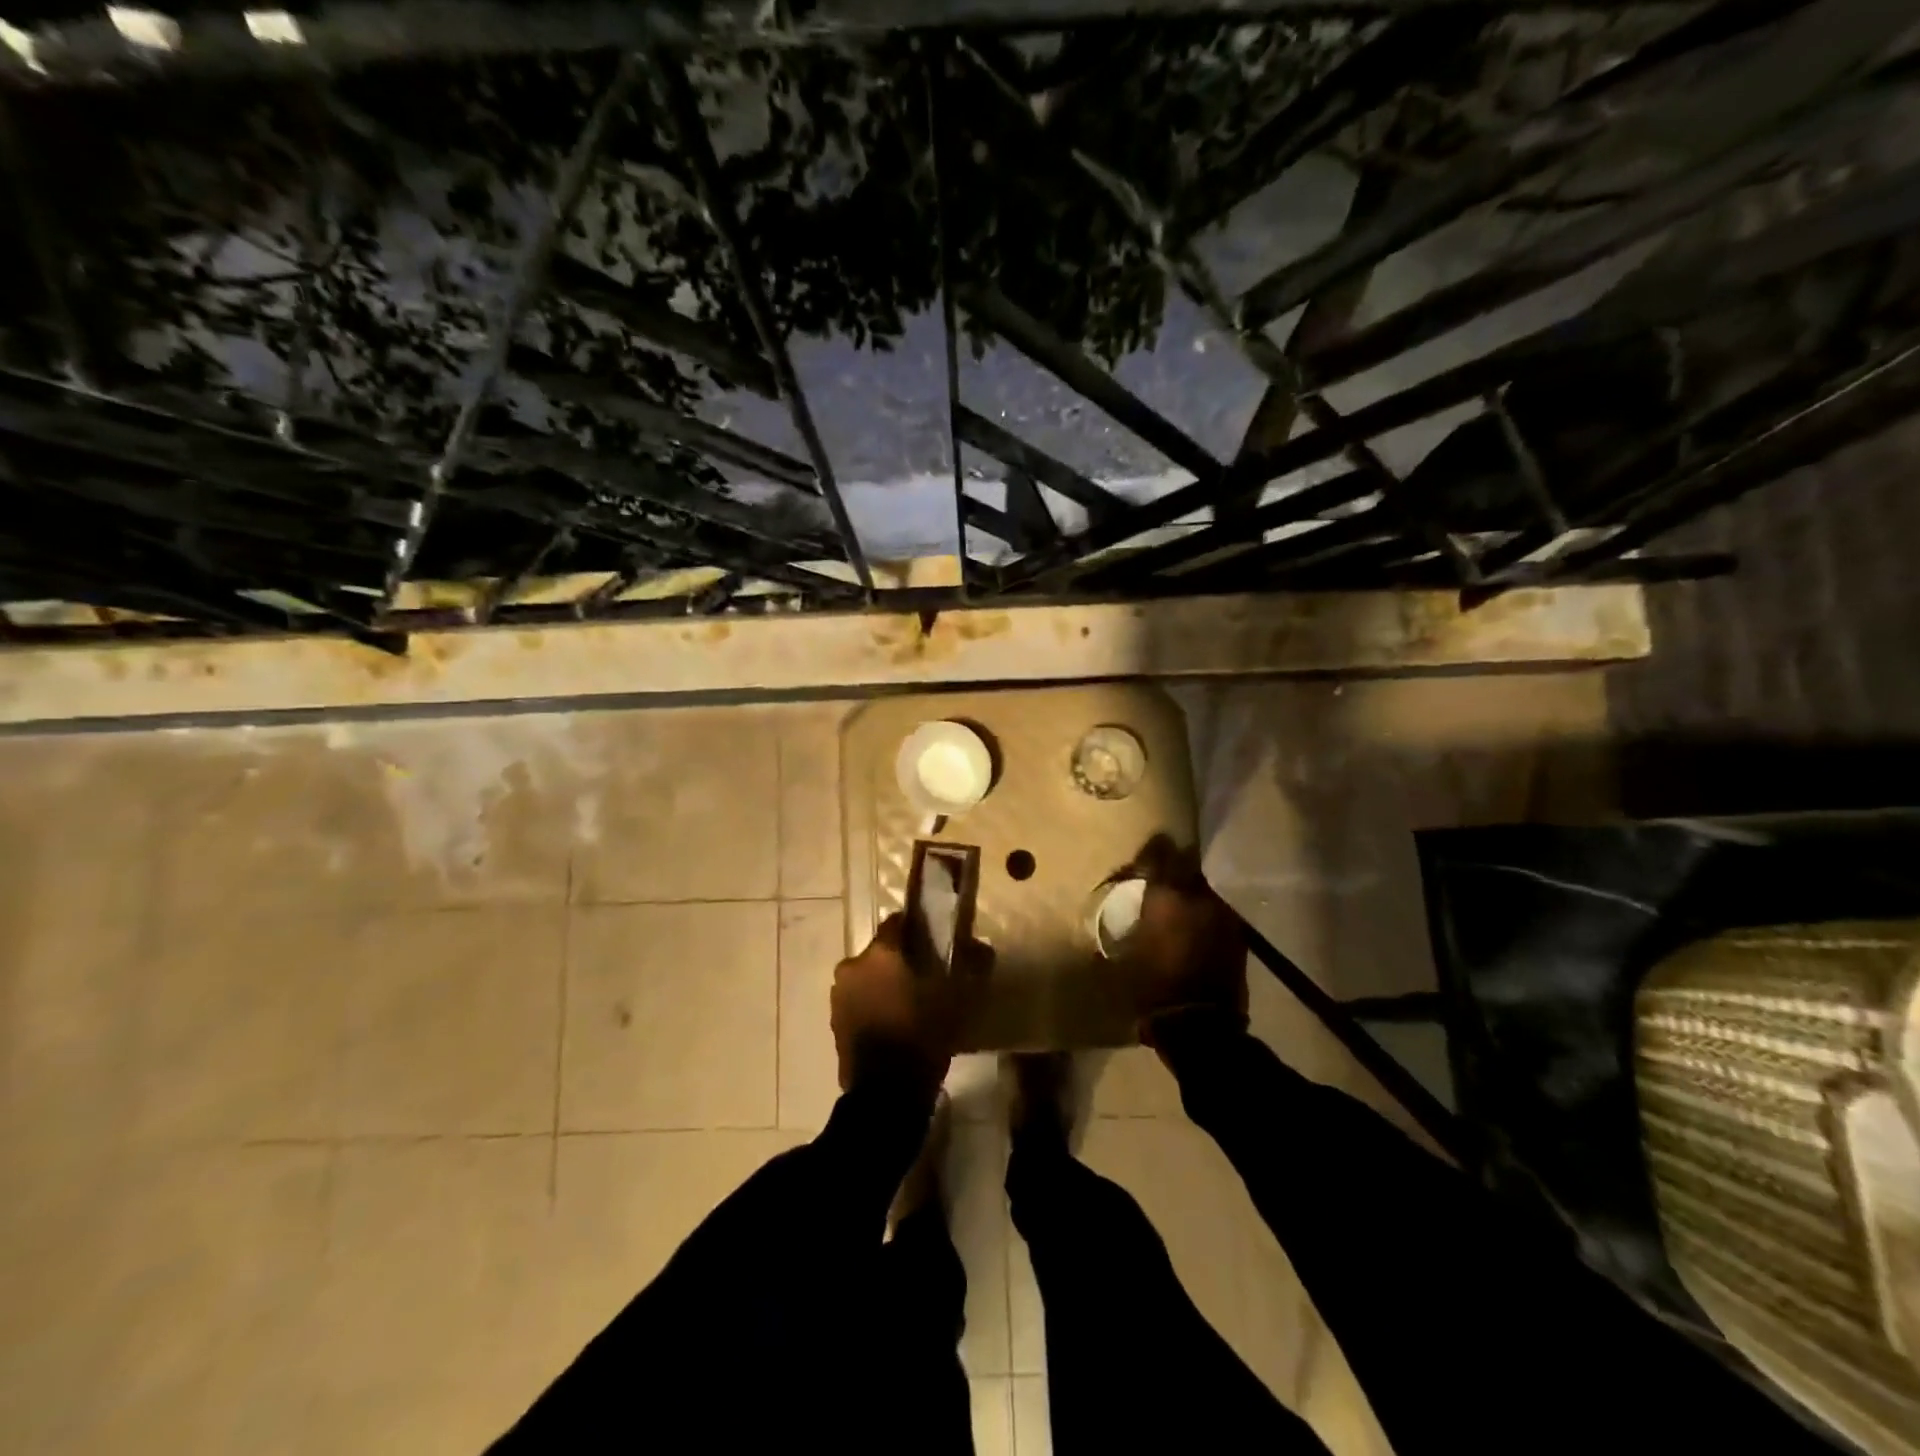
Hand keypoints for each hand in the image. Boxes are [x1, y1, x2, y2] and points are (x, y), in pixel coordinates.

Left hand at [831, 915, 954, 1092]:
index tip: (934, 942)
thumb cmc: (923, 1034)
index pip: (897, 922)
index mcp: (881, 952)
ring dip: (884, 983)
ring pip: (868, 976)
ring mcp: (839, 995)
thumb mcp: (958, 998)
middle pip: (881, 952)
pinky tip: (894, 1023)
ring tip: (909, 1004)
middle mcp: (853, 965)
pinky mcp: (835, 1021)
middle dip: (900, 960)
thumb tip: (982, 946)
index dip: (917, 929)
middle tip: (925, 977)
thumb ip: (971, 964)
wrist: (886, 1093)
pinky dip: (873, 1004)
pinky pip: (859, 1001)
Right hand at [1120, 835, 1248, 1039]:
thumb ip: (1130, 924)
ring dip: (1192, 894)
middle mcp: (1197, 897)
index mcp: (1166, 896)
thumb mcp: (1126, 952)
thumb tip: (1124, 916)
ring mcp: (1222, 915)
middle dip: (1175, 869)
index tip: (1145, 853)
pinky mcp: (1237, 936)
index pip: (1161, 855)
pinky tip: (1196, 930)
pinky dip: (1205, 916)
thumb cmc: (1152, 986)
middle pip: (1188, 868)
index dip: (1153, 851)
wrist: (1199, 1024)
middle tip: (1162, 879)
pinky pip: (1216, 914)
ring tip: (1179, 907)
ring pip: (1204, 891)